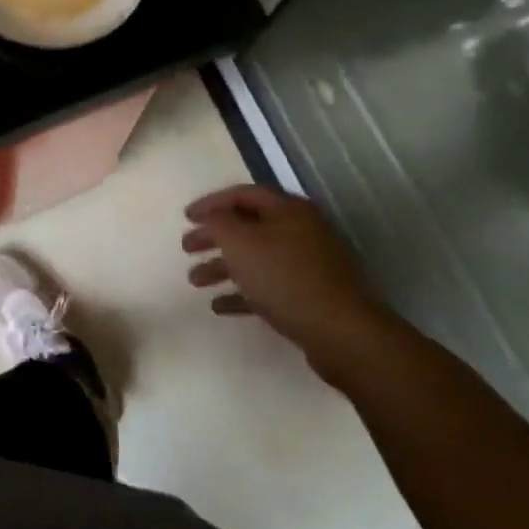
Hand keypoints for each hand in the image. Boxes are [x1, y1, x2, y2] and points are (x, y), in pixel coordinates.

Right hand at [181, 185, 386, 377]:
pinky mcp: (308, 297)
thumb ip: (219, 222)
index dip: (211, 203)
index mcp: (287, 210)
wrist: (342, 333)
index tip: (186, 218)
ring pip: (256, 259)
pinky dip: (242, 293)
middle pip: (248, 227)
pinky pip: (268, 288)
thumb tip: (213, 216)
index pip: (242, 194)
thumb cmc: (286, 278)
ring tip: (195, 281)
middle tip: (187, 248)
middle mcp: (299, 231)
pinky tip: (219, 306)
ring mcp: (307, 265)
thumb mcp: (241, 242)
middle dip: (215, 237)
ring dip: (223, 267)